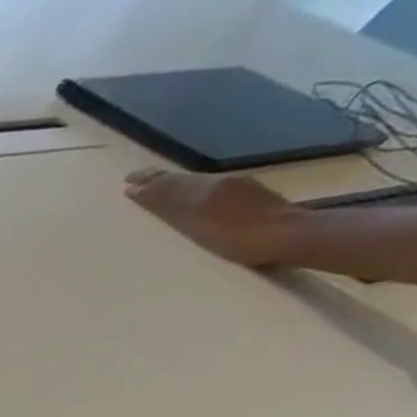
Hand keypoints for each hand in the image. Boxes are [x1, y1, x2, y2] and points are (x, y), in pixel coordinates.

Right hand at [125, 168, 303, 268]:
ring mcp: (238, 188)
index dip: (146, 186)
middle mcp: (219, 182)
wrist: (289, 236)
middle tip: (136, 178)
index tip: (127, 185)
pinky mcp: (251, 197)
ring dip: (174, 183)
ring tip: (159, 185)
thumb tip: (140, 190)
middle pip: (182, 180)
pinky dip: (193, 189)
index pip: (168, 185)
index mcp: (204, 188)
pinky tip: (194, 194)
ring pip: (197, 182)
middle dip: (157, 180)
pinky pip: (212, 188)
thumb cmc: (237, 238)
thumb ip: (169, 205)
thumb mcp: (196, 222)